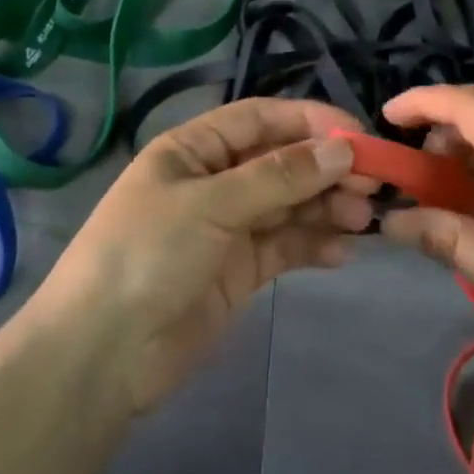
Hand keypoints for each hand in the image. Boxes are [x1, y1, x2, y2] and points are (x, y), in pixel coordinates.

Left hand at [39, 98, 375, 413]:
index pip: (261, 118)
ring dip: (326, 206)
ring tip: (363, 219)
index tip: (359, 135)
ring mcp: (226, 227)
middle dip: (325, 168)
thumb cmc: (147, 254)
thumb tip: (342, 148)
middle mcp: (213, 180)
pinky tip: (341, 252)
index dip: (309, 120)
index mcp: (193, 148)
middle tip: (372, 184)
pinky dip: (313, 244)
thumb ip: (279, 177)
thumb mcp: (211, 204)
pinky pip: (284, 246)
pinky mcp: (238, 271)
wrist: (101, 354)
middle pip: (280, 161)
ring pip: (288, 204)